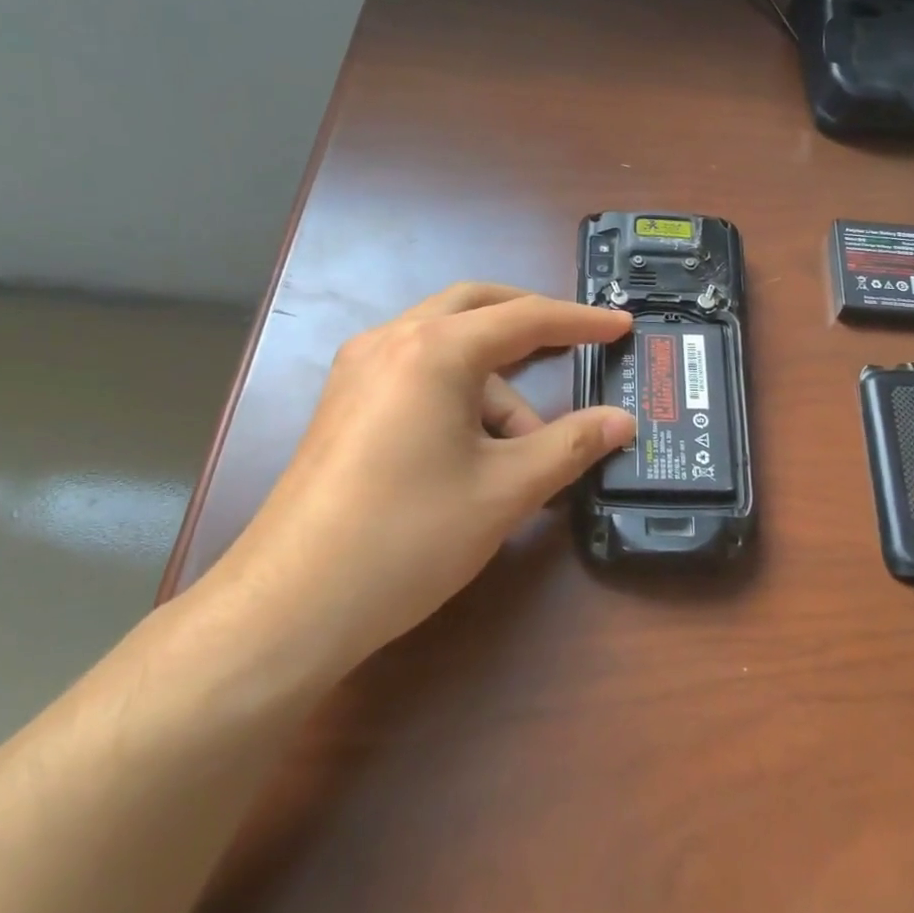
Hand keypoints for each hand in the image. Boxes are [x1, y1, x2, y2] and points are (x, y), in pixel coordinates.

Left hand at [218, 284, 634, 669]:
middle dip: (531, 323)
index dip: (580, 321)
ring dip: (495, 386)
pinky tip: (474, 452)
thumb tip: (622, 421)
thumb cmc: (409, 536)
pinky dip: (459, 395)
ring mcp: (359, 371)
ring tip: (522, 456)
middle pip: (476, 308)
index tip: (622, 326)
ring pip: (446, 348)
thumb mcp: (505, 490)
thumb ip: (571, 445)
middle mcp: (391, 341)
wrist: (291, 604)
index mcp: (435, 350)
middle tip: (576, 346)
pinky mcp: (346, 404)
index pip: (525, 318)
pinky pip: (418, 374)